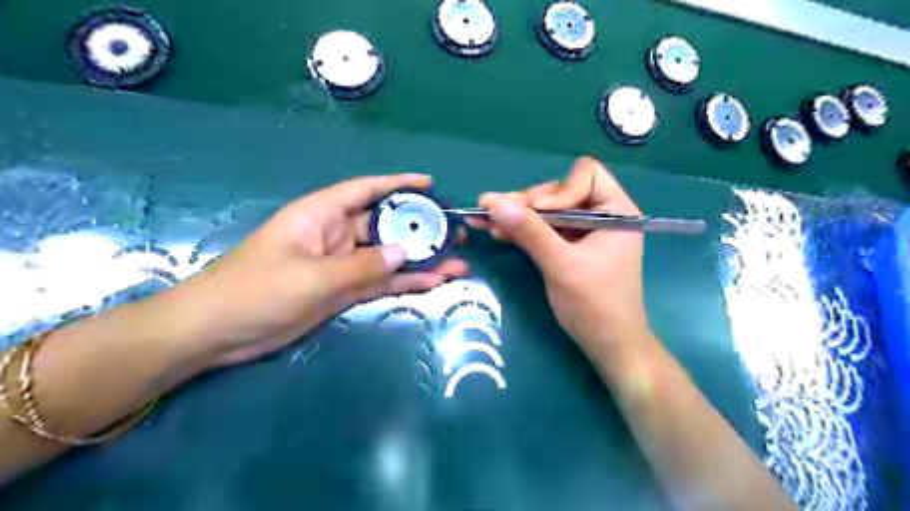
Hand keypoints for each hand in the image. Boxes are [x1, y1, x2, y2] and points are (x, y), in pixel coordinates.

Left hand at [168, 174, 468, 364]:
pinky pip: (380, 281)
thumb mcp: (311, 277)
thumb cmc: (256, 291)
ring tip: (456, 262)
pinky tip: (433, 282)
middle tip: (454, 233)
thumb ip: (361, 266)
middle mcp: (335, 235)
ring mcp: (341, 264)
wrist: (217, 332)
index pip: (365, 190)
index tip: (430, 183)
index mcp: (321, 215)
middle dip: (419, 227)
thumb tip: (404, 253)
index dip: (398, 184)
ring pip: (387, 257)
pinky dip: (404, 282)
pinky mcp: (342, 290)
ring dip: (419, 260)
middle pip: (384, 224)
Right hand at [476, 158, 645, 357]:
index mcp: (616, 211)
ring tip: (485, 219)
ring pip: (546, 209)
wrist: (608, 345)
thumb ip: (530, 232)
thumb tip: (495, 202)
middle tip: (493, 212)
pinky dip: (522, 229)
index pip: (585, 175)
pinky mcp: (569, 245)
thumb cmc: (595, 306)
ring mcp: (583, 230)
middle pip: (559, 191)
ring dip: (517, 215)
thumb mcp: (561, 266)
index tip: (537, 215)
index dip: (558, 191)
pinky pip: (543, 228)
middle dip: (527, 203)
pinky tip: (497, 231)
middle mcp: (601, 214)